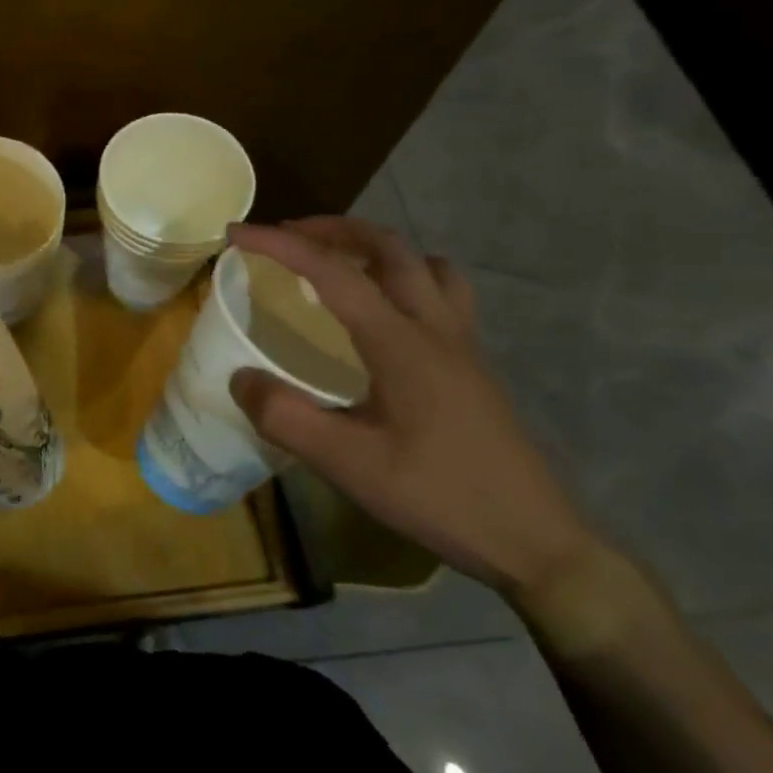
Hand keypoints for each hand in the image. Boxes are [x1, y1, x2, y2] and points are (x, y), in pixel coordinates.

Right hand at [226, 217, 602, 599]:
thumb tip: (240, 378)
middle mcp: (436, 328)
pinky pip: (441, 292)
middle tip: (287, 237)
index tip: (236, 233)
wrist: (536, 543)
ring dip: (376, 248)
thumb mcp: (349, 465)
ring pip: (424, 264)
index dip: (280, 246)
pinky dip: (404, 277)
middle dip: (331, 229)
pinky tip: (383, 313)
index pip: (333, 272)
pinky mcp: (474, 364)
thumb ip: (286, 417)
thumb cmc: (440, 497)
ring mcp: (463, 344)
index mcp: (402, 343)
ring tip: (339, 263)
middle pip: (388, 247)